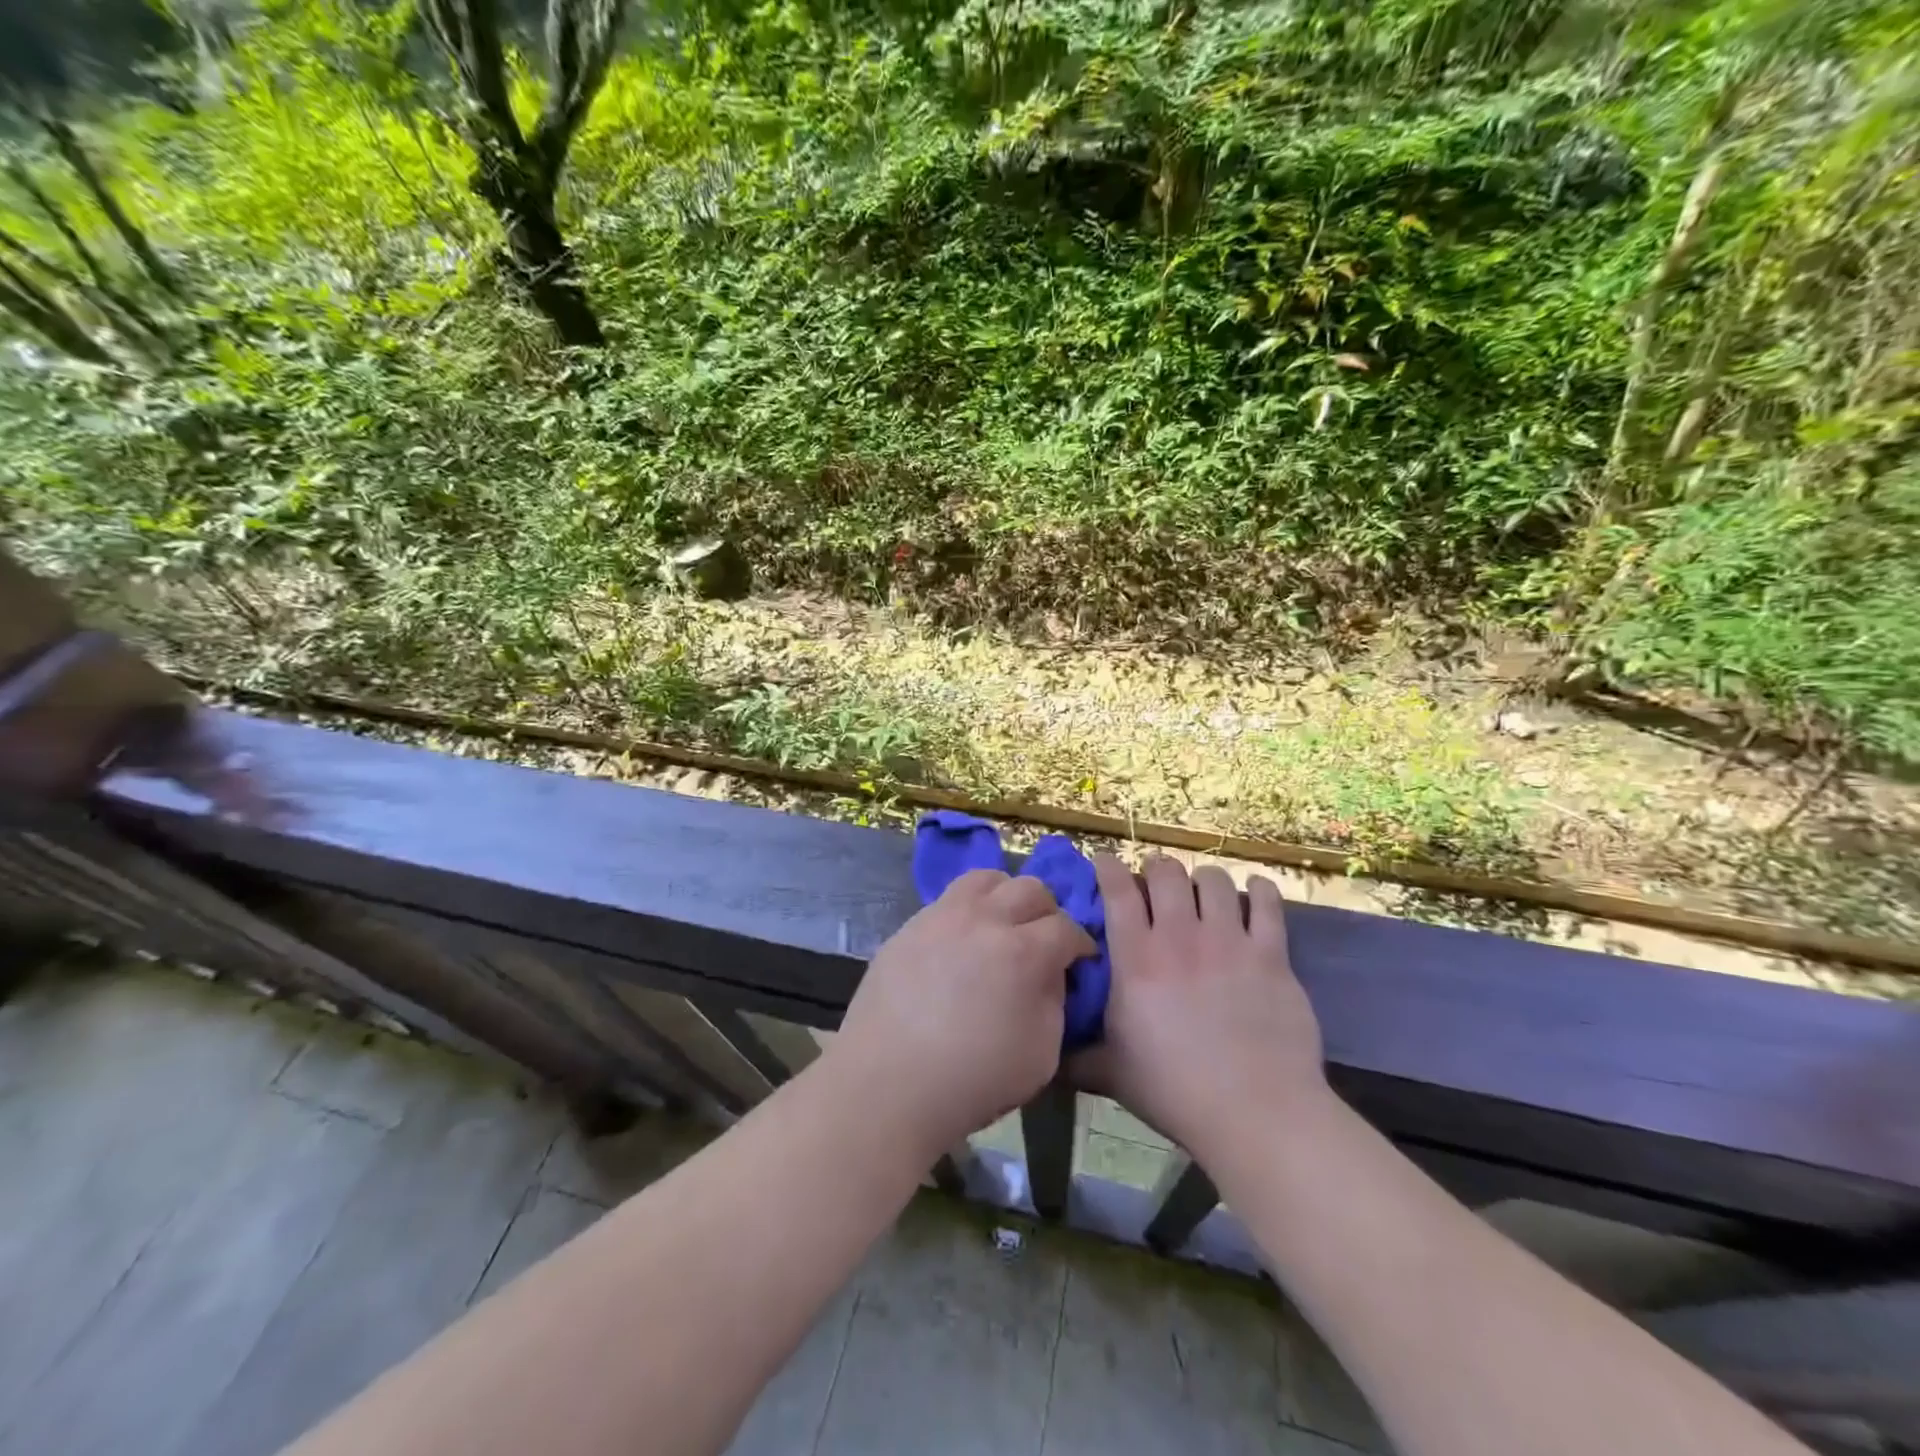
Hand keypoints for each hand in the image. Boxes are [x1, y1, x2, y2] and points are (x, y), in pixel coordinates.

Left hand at [833, 869, 1094, 1157]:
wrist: (887, 1085)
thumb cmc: (972, 1080)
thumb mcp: (1041, 1055)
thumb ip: (1054, 1003)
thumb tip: (1050, 974)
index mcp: (1023, 952)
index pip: (1066, 927)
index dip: (1081, 943)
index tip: (1081, 959)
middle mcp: (984, 920)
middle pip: (1030, 888)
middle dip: (1048, 911)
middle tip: (1044, 938)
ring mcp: (941, 917)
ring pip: (985, 879)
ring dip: (1005, 895)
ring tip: (1003, 924)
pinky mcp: (909, 926)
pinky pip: (948, 900)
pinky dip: (968, 910)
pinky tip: (962, 942)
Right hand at [1075, 855, 1327, 1164]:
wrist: (1255, 1112)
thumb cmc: (1175, 1092)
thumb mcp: (1111, 1074)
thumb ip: (1077, 1058)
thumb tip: (1047, 1057)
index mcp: (1136, 959)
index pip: (1118, 891)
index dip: (1109, 867)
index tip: (1105, 862)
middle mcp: (1180, 937)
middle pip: (1166, 873)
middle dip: (1157, 869)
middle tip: (1157, 883)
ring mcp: (1228, 941)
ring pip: (1214, 880)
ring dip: (1204, 878)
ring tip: (1203, 890)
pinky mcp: (1270, 954)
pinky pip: (1267, 904)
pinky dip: (1259, 891)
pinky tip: (1254, 892)